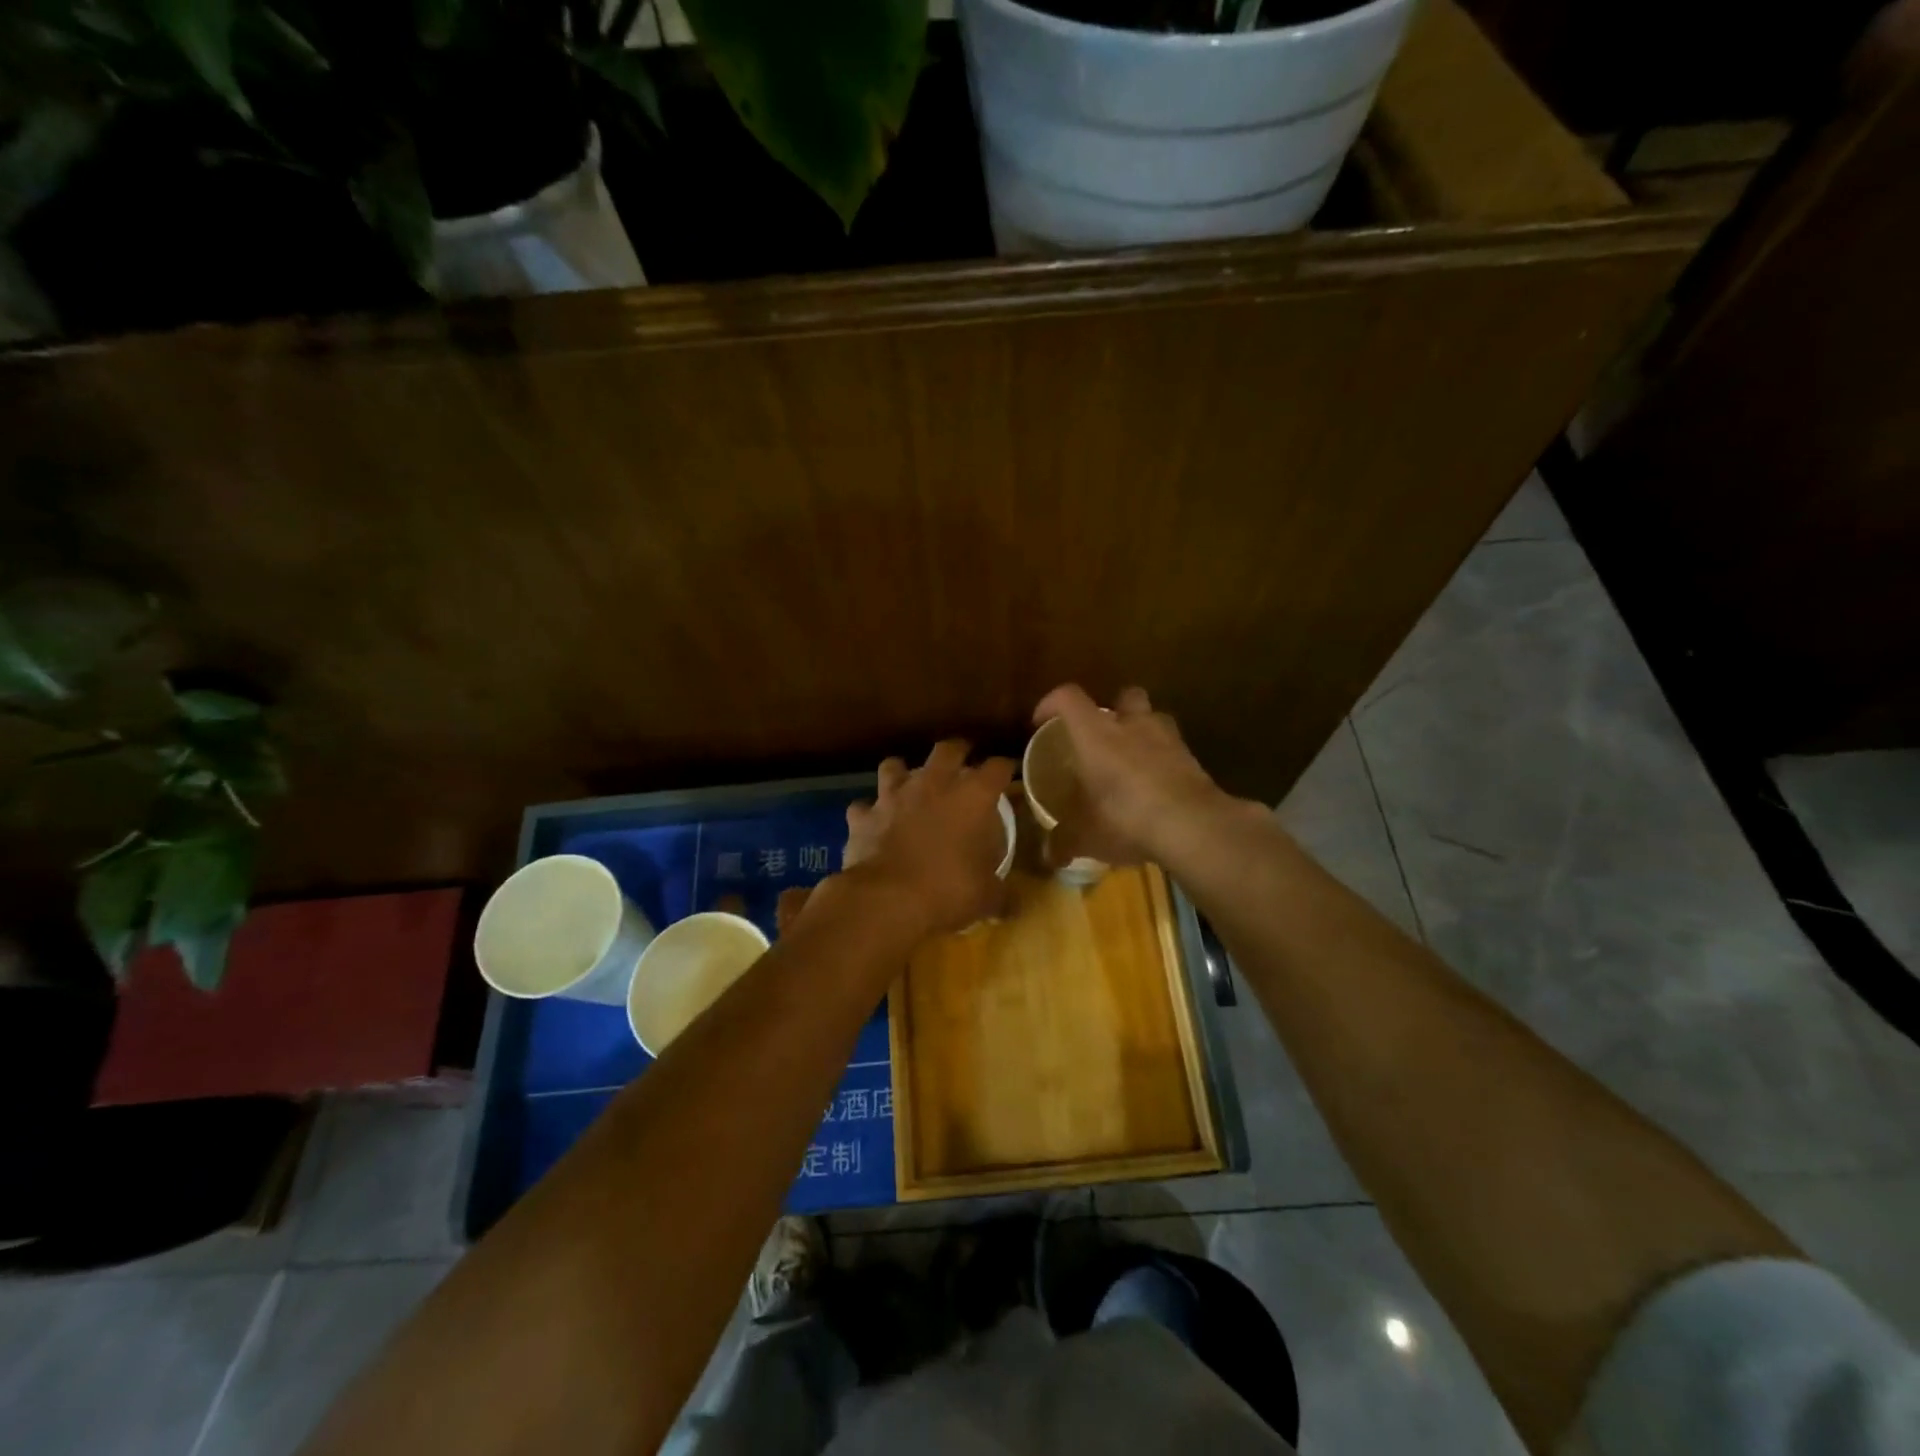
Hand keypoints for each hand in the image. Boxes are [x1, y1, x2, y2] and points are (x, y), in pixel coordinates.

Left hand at [842, 740, 1014, 937]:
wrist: (886, 899)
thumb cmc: (947, 890)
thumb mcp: (986, 897)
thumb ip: (1001, 894)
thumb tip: (1014, 906)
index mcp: (972, 797)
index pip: (997, 768)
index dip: (1005, 768)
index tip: (1007, 774)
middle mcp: (933, 785)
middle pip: (947, 750)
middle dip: (957, 751)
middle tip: (962, 760)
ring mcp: (893, 796)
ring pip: (894, 766)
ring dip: (901, 773)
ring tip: (908, 785)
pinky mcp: (863, 816)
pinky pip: (863, 807)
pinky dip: (869, 813)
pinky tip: (873, 823)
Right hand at [1030, 685, 1232, 864]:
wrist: (1193, 826)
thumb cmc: (1125, 818)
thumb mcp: (1084, 836)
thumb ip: (1064, 841)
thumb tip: (1049, 855)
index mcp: (1097, 734)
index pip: (1069, 698)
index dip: (1051, 703)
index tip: (1041, 722)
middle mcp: (1133, 726)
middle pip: (1125, 696)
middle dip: (1114, 709)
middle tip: (1102, 737)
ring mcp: (1169, 740)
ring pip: (1156, 720)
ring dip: (1144, 734)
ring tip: (1133, 762)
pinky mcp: (1195, 761)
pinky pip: (1175, 752)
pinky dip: (1165, 763)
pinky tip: (1158, 789)